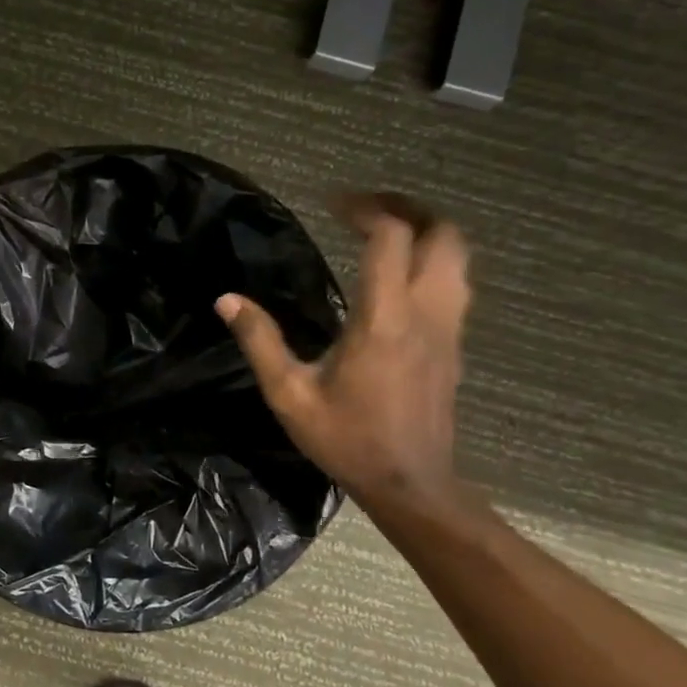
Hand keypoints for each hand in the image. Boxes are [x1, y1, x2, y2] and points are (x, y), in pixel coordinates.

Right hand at [216, 193, 470, 512]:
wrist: (411, 484)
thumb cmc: (347, 439)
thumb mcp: (289, 394)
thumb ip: (260, 341)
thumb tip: (227, 299)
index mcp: (384, 319)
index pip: (391, 238)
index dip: (365, 209)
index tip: (332, 203)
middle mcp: (426, 313)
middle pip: (443, 234)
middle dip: (408, 207)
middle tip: (366, 206)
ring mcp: (449, 328)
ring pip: (459, 256)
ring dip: (427, 230)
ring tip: (386, 230)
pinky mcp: (455, 344)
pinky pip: (457, 282)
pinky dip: (434, 259)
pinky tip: (400, 275)